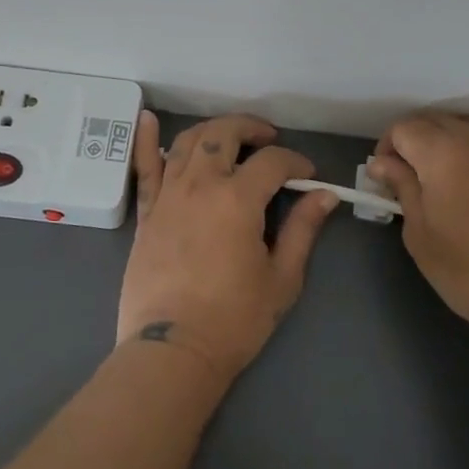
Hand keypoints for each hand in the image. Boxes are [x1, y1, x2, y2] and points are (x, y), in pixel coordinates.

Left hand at [117, 111, 339, 385]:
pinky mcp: (146, 212)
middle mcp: (200, 186)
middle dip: (251, 128)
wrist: (174, 350)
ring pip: (187, 142)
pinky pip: (143, 167)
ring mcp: (168, 195)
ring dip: (212, 131)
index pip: (272, 162)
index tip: (307, 174)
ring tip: (229, 138)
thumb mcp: (282, 277)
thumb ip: (303, 230)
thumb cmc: (234, 319)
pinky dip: (146, 139)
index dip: (295, 161)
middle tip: (268, 140)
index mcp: (238, 200)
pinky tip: (148, 118)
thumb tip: (324, 195)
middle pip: (224, 134)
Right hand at [367, 112, 468, 348]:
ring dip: (455, 143)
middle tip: (417, 179)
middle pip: (436, 121)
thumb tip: (382, 163)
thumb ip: (402, 187)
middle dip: (419, 143)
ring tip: (457, 179)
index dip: (388, 148)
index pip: (403, 128)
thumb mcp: (421, 235)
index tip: (388, 177)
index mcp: (441, 152)